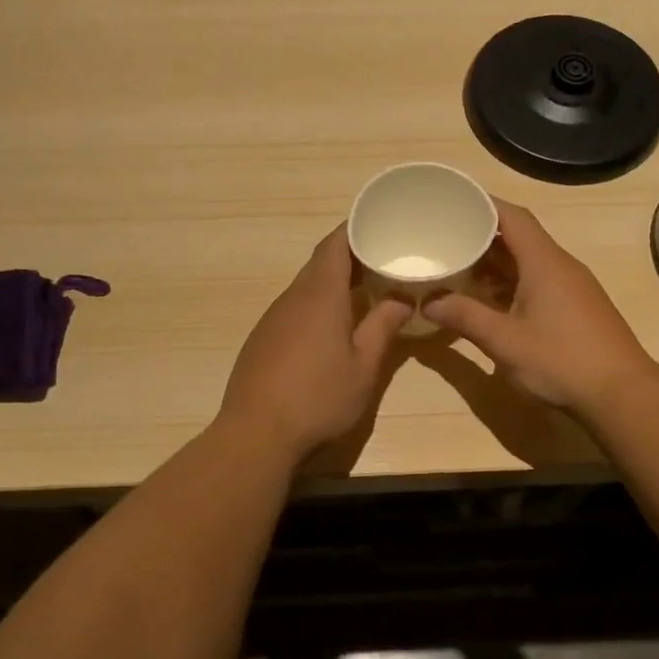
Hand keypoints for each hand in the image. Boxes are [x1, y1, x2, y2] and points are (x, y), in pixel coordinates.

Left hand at [217, 226, 411, 462]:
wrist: (256, 433)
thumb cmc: (318, 398)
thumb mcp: (363, 366)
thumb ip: (383, 327)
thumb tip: (402, 297)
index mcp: (320, 295)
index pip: (335, 244)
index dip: (356, 229)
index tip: (380, 225)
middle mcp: (292, 298)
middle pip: (320, 263)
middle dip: (351, 257)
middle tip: (383, 261)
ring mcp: (272, 319)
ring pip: (306, 287)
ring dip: (333, 284)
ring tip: (364, 293)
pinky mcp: (262, 339)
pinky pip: (293, 309)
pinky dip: (316, 305)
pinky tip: (330, 329)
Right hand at [423, 201, 658, 414]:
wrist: (622, 395)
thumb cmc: (561, 360)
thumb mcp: (504, 340)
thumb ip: (465, 317)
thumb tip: (428, 302)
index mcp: (544, 262)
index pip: (512, 216)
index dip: (482, 205)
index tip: (453, 203)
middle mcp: (561, 266)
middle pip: (519, 237)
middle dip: (482, 237)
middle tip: (446, 240)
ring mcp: (573, 287)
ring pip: (529, 262)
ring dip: (496, 264)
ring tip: (460, 271)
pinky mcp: (577, 308)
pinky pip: (539, 282)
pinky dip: (512, 284)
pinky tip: (491, 303)